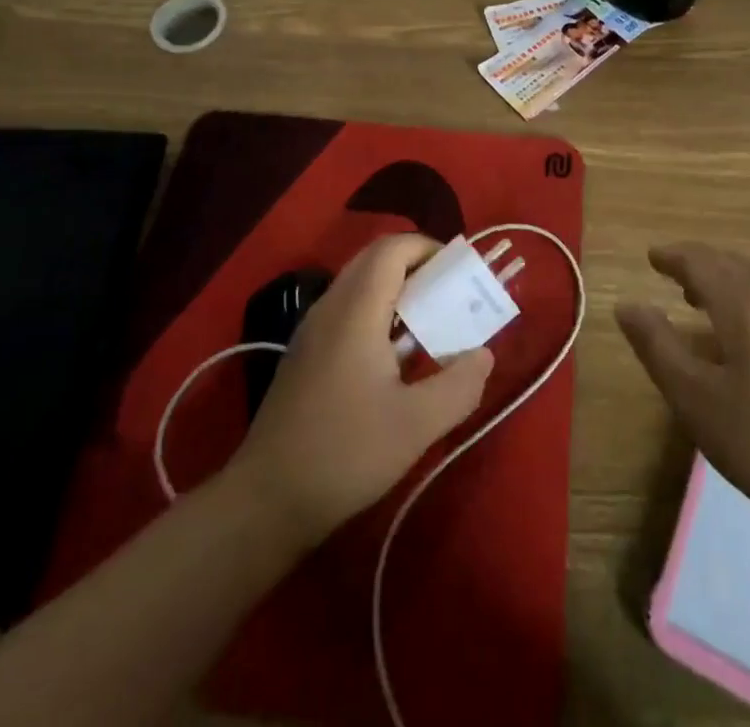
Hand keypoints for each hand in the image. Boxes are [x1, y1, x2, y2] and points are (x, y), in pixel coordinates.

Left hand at [227, 234, 493, 548]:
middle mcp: (330, 306)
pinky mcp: (305, 354)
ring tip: (430, 323)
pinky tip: (395, 357)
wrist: (265, 501)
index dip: (429, 248)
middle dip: (417, 265)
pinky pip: (347, 309)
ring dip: (397, 289)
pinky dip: (378, 311)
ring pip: (359, 284)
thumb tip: (484, 354)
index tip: (461, 273)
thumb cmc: (344, 454)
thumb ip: (459, 385)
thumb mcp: (416, 426)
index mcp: (355, 310)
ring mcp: (312, 330)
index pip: (392, 248)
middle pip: (375, 259)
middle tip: (451, 295)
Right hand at [616, 243, 749, 527]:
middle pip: (732, 265)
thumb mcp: (692, 397)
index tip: (651, 256)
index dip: (672, 257)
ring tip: (703, 300)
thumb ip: (656, 344)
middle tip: (673, 273)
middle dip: (700, 264)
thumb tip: (626, 305)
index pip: (700, 262)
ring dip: (727, 282)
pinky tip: (747, 333)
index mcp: (746, 303)